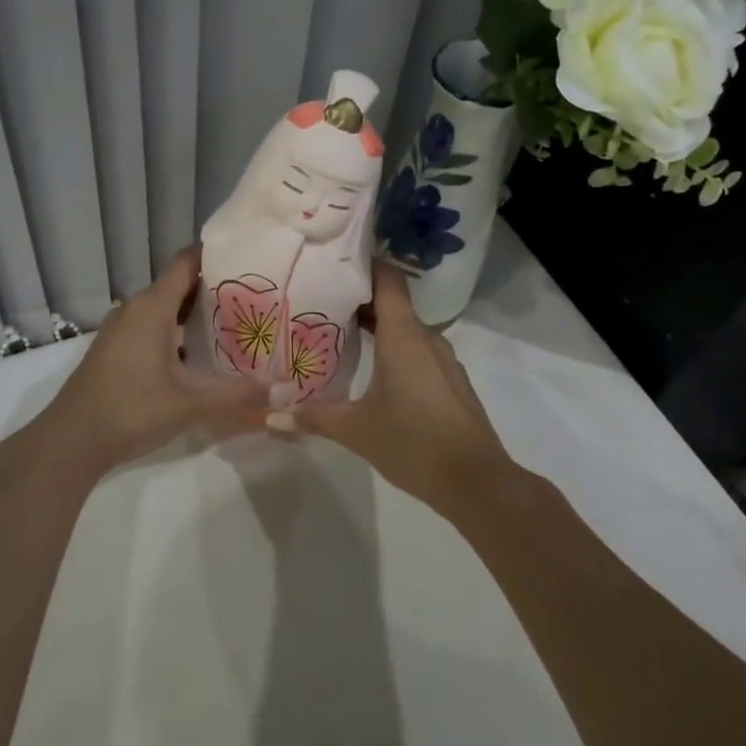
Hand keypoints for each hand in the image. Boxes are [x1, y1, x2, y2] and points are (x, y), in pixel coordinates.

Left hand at [16, 246, 267, 475]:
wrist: (71, 441)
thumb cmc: (131, 410)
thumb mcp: (190, 404)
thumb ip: (236, 394)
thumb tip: (281, 388)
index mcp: (152, 307)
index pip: (186, 262)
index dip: (216, 254)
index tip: (249, 255)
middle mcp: (135, 309)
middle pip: (179, 284)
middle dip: (214, 287)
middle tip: (255, 295)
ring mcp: (121, 328)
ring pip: (164, 307)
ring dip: (195, 311)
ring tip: (235, 322)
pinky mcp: (115, 348)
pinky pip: (152, 325)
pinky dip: (177, 329)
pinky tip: (200, 352)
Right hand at [287, 262, 514, 510]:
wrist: (476, 482)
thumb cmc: (412, 442)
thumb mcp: (355, 430)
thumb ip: (313, 417)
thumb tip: (270, 415)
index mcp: (403, 335)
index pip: (387, 278)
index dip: (363, 264)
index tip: (333, 264)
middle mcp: (426, 338)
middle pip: (392, 303)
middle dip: (359, 301)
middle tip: (321, 304)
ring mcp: (444, 360)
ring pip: (406, 330)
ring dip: (378, 329)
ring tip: (342, 336)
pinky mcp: (451, 381)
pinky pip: (419, 352)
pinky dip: (396, 351)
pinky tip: (375, 372)